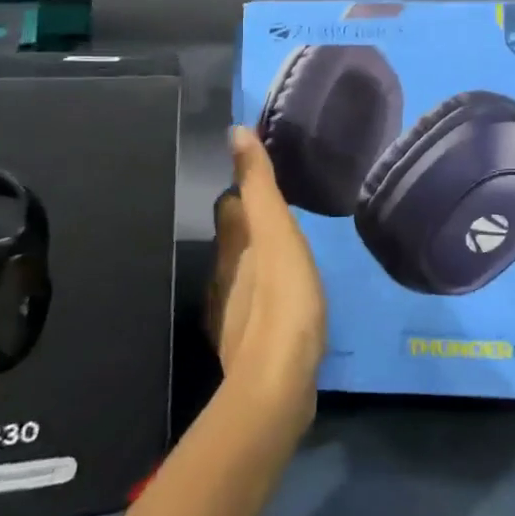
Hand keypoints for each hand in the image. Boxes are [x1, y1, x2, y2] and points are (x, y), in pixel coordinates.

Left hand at [205, 127, 326, 434]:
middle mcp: (224, 277)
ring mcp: (233, 314)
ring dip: (260, 259)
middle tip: (285, 212)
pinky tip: (289, 299)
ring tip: (290, 251)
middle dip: (252, 224)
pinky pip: (255, 305)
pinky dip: (267, 293)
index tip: (265, 177)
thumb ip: (258, 185)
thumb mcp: (276, 231)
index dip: (244, 189)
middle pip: (234, 240)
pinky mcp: (249, 345)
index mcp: (232, 247)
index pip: (229, 206)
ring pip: (243, 273)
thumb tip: (235, 131)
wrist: (277, 384)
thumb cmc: (282, 298)